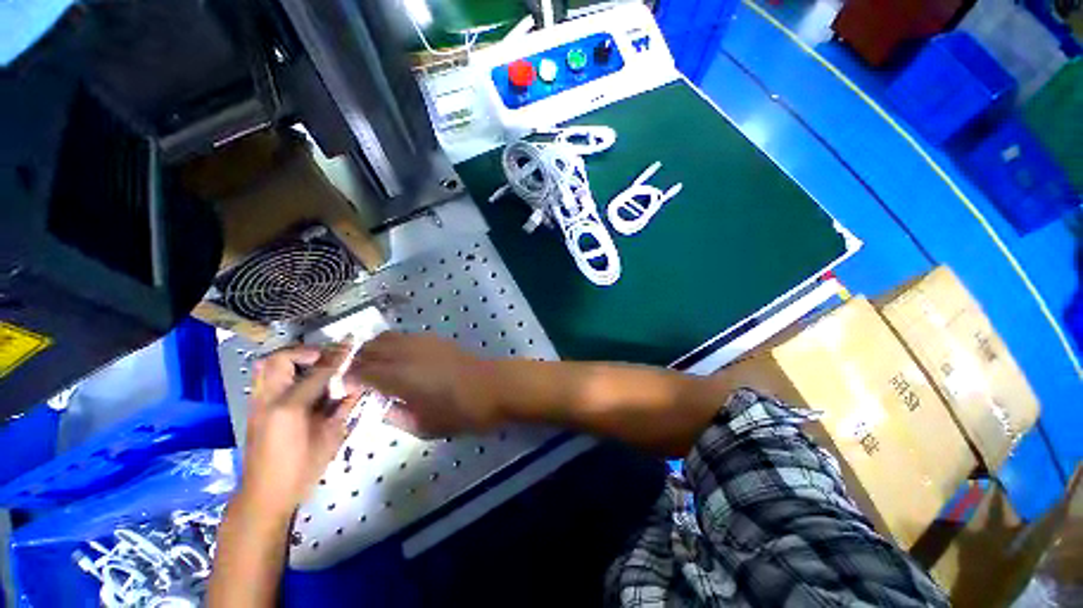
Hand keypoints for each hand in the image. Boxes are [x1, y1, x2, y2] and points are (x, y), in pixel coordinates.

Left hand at [241, 345, 354, 518]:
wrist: (265, 495)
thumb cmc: (303, 469)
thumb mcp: (331, 437)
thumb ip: (343, 407)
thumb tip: (357, 386)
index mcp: (291, 408)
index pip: (318, 372)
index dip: (336, 357)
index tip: (350, 344)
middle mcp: (269, 400)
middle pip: (281, 358)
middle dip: (306, 352)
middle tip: (326, 358)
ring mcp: (257, 404)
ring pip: (266, 365)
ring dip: (291, 359)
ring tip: (313, 365)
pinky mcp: (254, 409)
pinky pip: (264, 378)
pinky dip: (282, 371)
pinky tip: (301, 380)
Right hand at [346, 332, 502, 437]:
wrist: (495, 385)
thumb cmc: (462, 411)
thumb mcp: (426, 426)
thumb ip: (398, 417)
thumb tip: (383, 407)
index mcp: (400, 376)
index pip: (361, 371)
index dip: (348, 378)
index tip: (346, 389)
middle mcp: (407, 353)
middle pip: (370, 348)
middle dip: (356, 361)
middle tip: (356, 377)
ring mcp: (423, 342)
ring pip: (386, 337)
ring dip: (374, 349)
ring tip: (374, 366)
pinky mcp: (436, 338)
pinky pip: (405, 336)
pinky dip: (393, 344)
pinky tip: (399, 358)